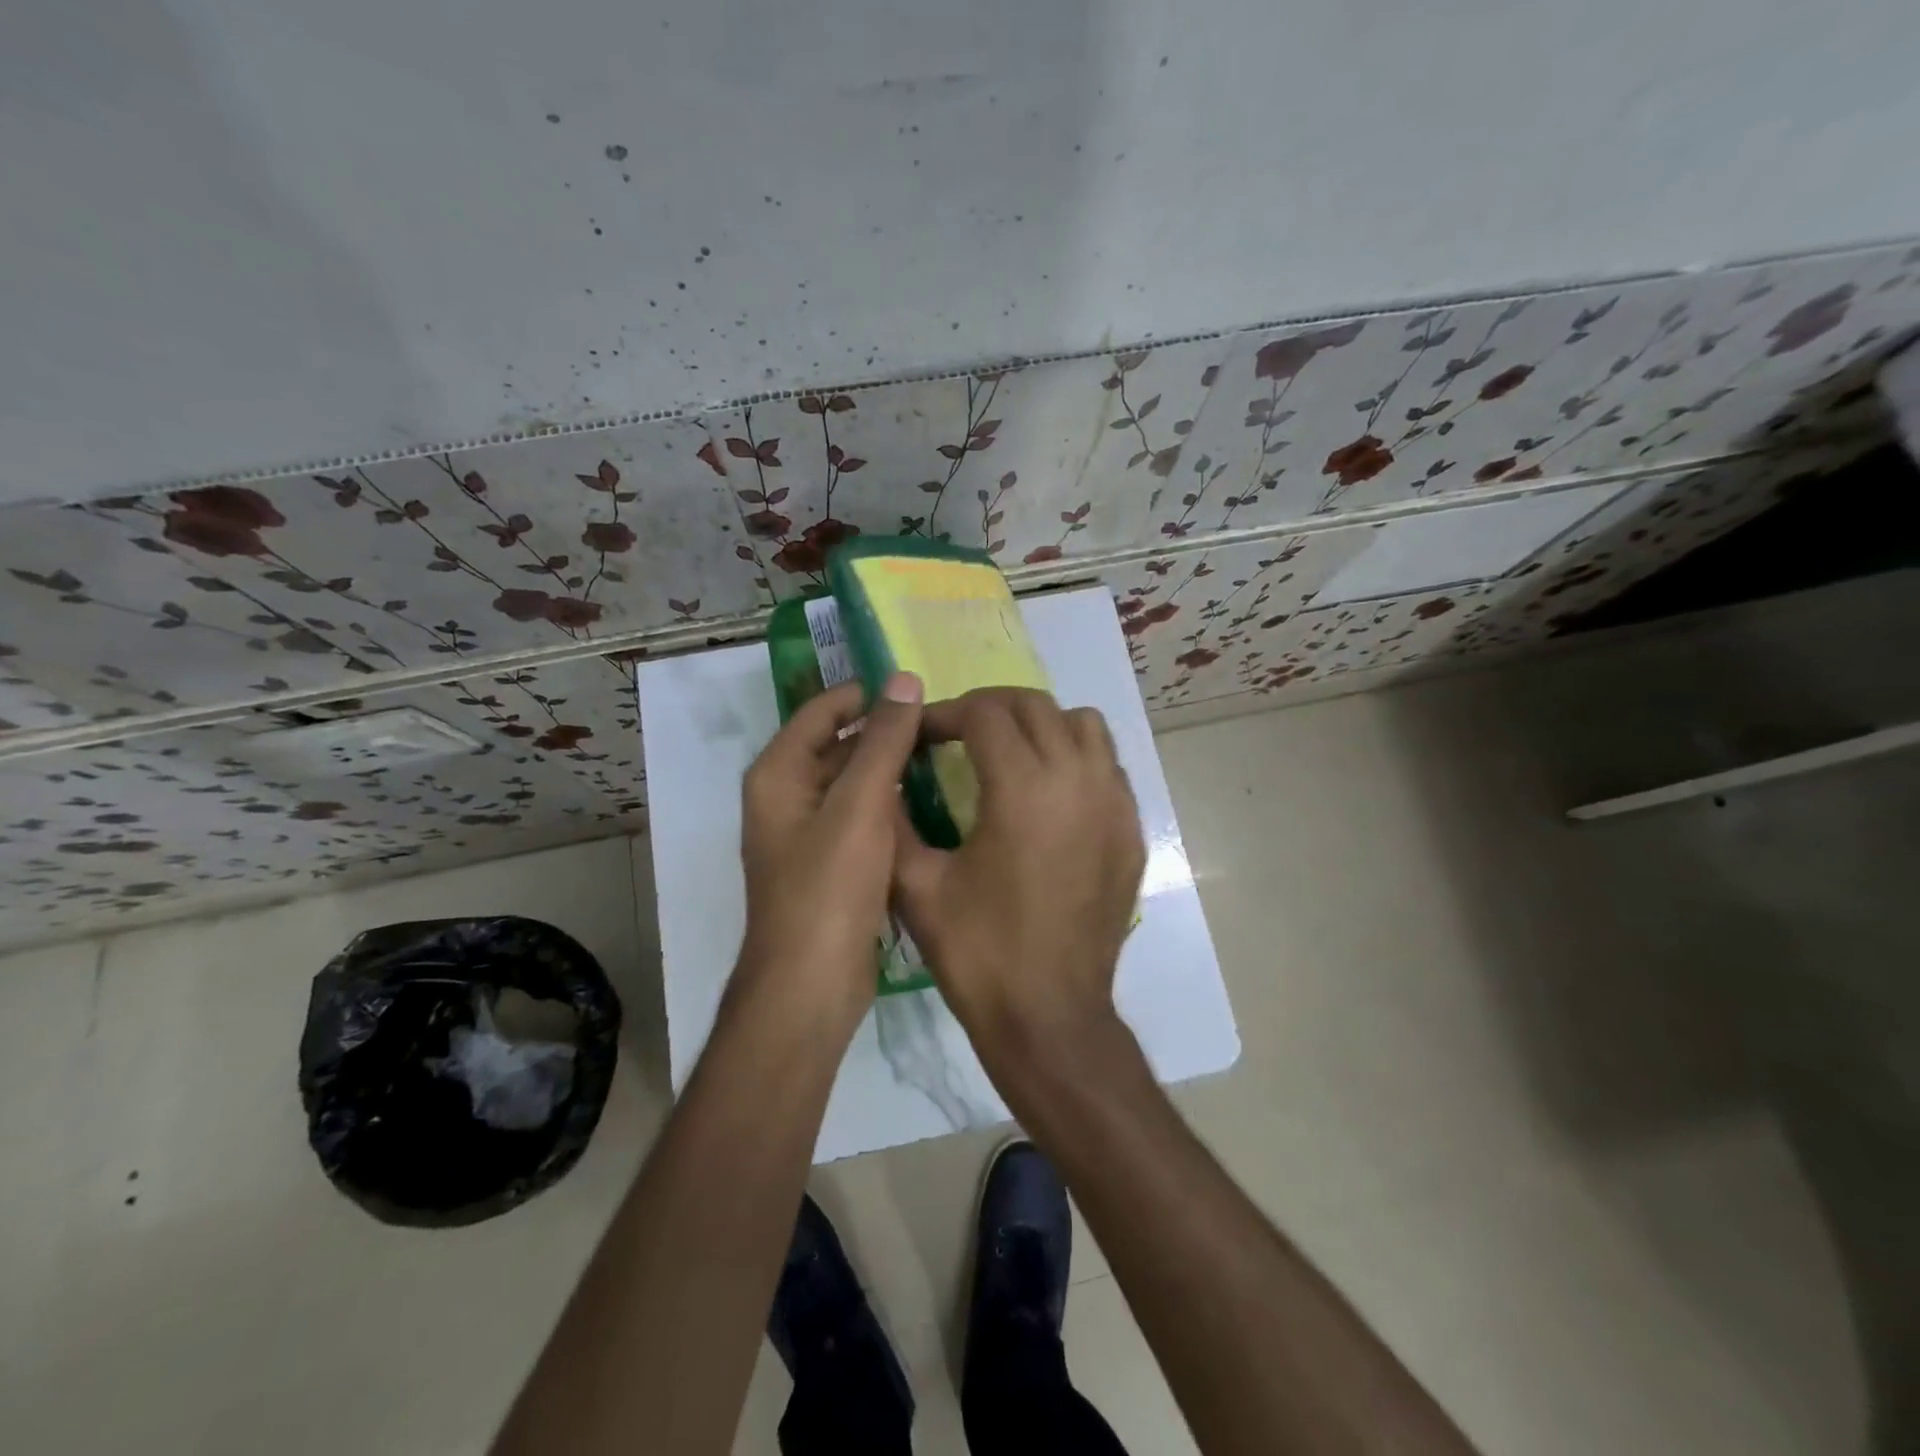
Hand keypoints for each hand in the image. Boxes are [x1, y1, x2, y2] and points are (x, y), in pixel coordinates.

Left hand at [736, 673, 924, 1035]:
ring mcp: (809, 834)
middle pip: (838, 746)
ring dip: (891, 768)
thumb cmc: (828, 889)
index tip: (920, 689)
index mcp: (779, 774)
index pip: (822, 710)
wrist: (811, 987)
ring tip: (947, 754)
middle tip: (944, 723)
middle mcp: (787, 798)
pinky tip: (932, 801)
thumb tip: (904, 679)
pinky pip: (863, 818)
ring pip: (854, 784)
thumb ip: (883, 741)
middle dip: (884, 732)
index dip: (866, 694)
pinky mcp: (832, 865)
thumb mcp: (859, 806)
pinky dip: (891, 805)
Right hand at [892, 688, 1144, 1055]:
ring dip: (1039, 725)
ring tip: (1008, 753)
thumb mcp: (917, 886)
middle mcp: (1078, 780)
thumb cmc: (979, 954)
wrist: (1050, 1018)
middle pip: (1034, 705)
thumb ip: (892, 819)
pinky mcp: (1131, 830)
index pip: (984, 712)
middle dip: (987, 708)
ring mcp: (1114, 804)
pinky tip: (1048, 793)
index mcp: (1023, 789)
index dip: (943, 714)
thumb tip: (882, 777)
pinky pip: (1107, 765)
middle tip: (954, 734)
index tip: (918, 735)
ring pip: (1082, 725)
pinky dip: (1075, 758)